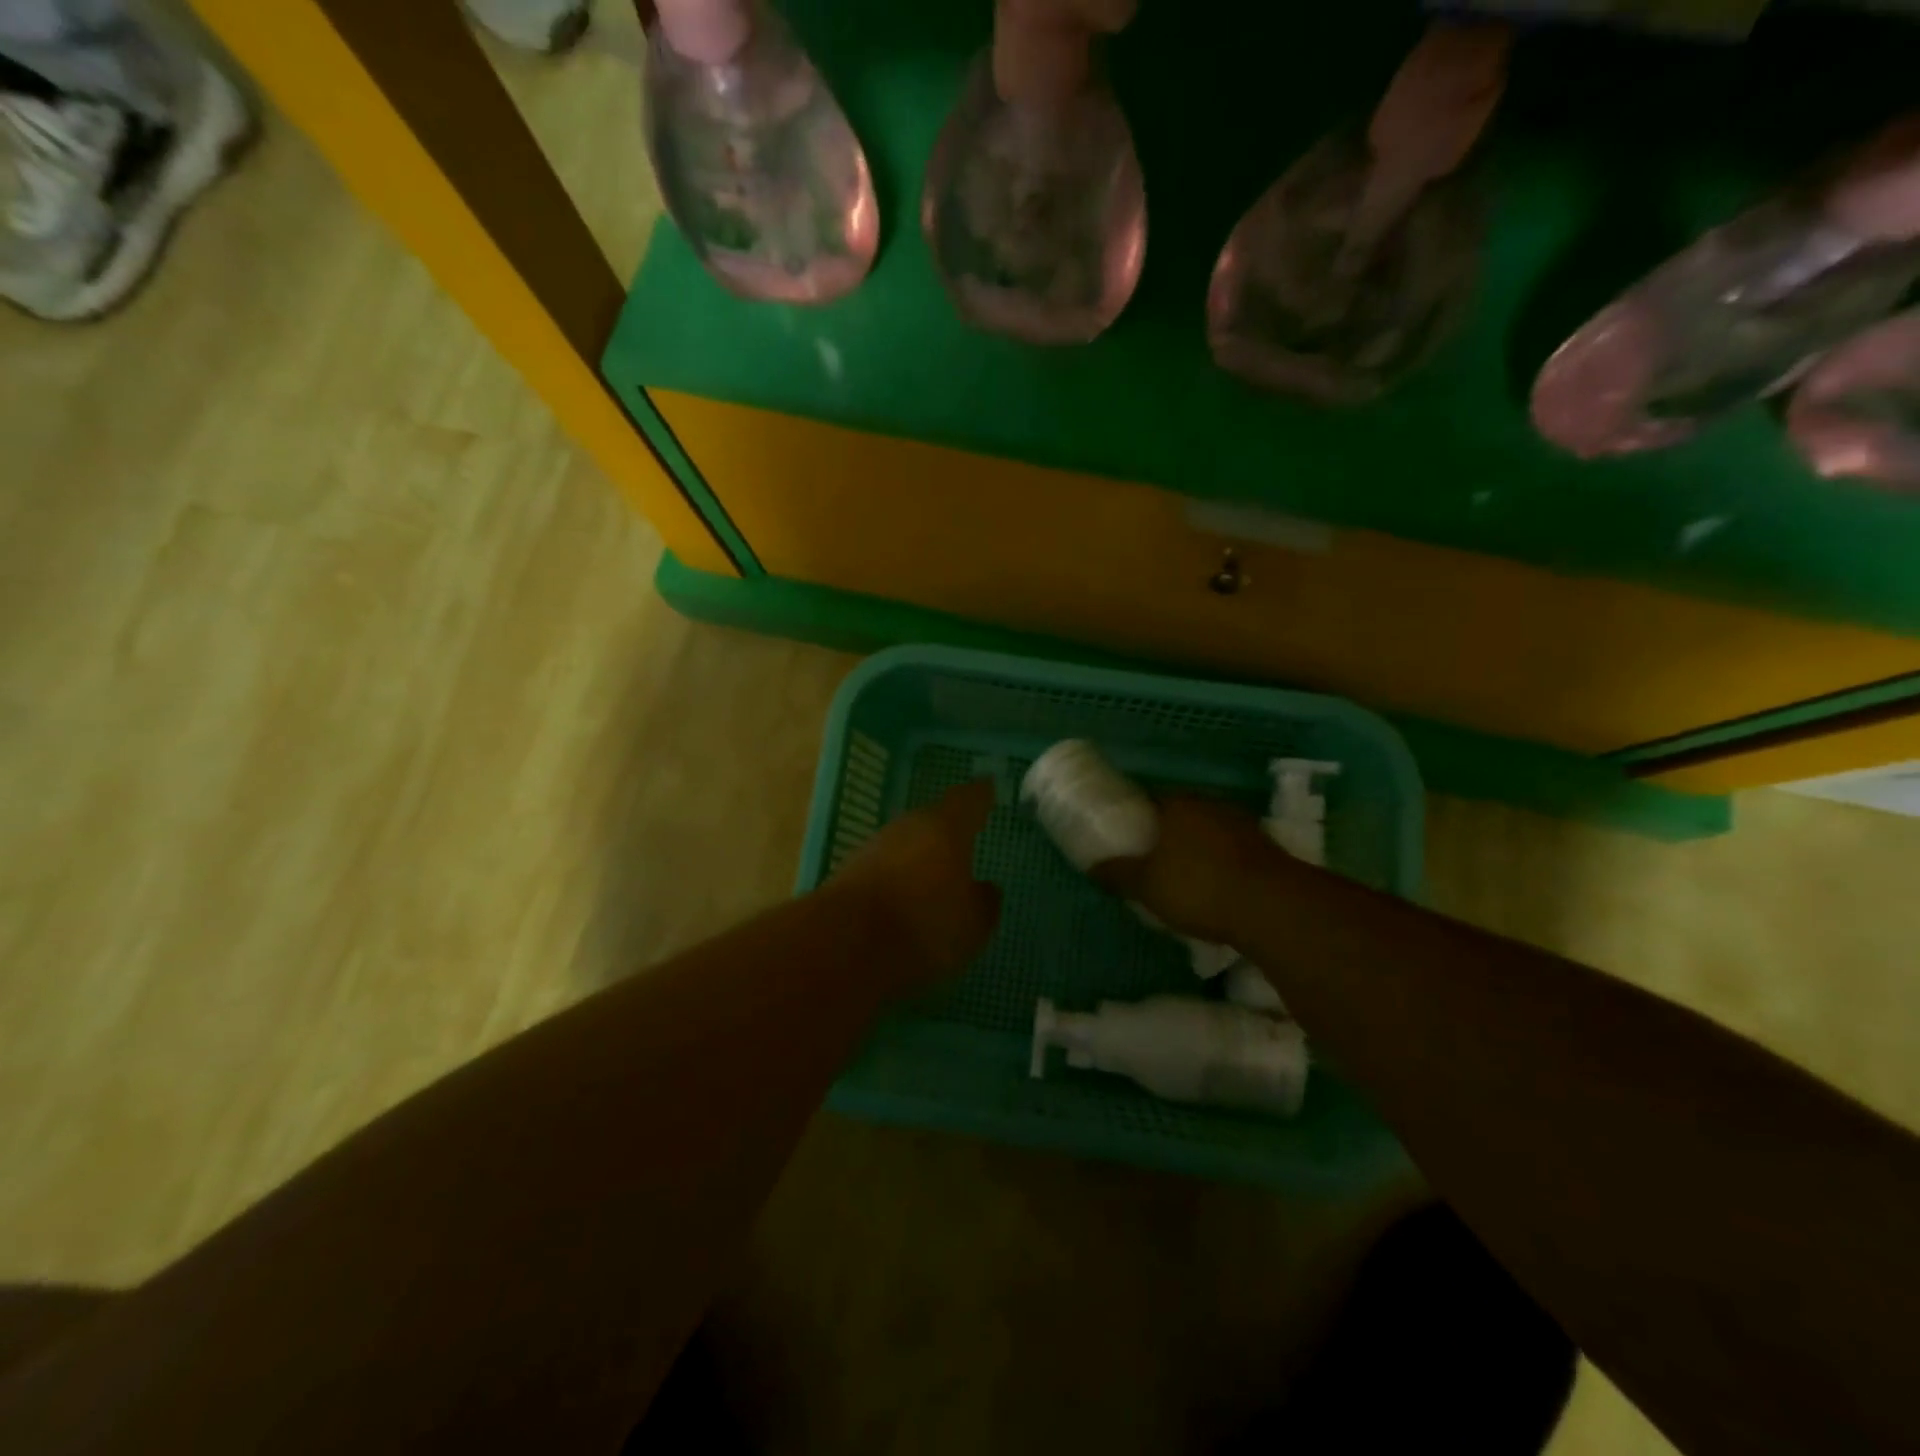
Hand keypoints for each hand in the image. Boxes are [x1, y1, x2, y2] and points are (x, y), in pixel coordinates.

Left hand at [832, 780, 1002, 987]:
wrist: (843, 945)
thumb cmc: (924, 926)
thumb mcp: (972, 924)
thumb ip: (983, 901)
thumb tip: (985, 888)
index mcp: (945, 827)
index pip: (969, 799)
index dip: (981, 794)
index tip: (988, 788)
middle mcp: (907, 827)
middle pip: (932, 820)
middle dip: (947, 830)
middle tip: (964, 839)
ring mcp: (873, 848)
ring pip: (905, 844)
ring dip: (919, 856)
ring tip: (935, 876)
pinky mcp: (848, 873)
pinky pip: (884, 869)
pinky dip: (897, 879)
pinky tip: (905, 901)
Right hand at [1095, 796, 1281, 944]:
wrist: (1271, 907)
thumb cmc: (1197, 887)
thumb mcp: (1145, 885)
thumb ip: (1117, 873)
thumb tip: (1093, 865)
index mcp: (1177, 804)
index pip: (1149, 801)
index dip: (1137, 819)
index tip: (1128, 840)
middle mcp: (1210, 804)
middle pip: (1181, 815)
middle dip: (1168, 835)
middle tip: (1154, 861)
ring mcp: (1242, 823)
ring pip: (1209, 831)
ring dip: (1198, 849)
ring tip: (1185, 877)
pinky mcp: (1267, 847)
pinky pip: (1232, 851)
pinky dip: (1222, 863)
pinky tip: (1216, 886)